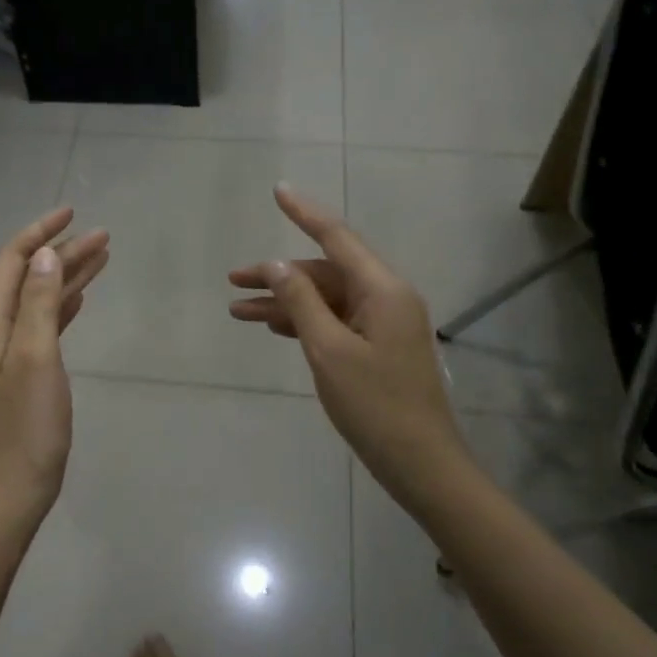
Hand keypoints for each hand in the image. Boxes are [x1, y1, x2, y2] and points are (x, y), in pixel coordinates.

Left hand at [0, 208, 108, 528]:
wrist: (12, 488)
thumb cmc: (26, 423)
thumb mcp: (36, 355)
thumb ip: (38, 301)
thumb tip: (44, 253)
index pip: (11, 260)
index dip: (40, 232)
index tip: (73, 212)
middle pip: (27, 275)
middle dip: (62, 252)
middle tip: (104, 237)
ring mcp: (5, 351)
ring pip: (38, 298)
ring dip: (67, 276)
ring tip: (103, 256)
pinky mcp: (20, 370)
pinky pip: (43, 323)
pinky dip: (63, 305)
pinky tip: (82, 296)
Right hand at [229, 186, 466, 512]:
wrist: (422, 465)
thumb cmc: (376, 406)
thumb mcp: (329, 351)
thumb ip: (301, 302)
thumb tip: (277, 264)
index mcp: (383, 290)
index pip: (337, 238)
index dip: (304, 213)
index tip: (278, 191)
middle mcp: (387, 298)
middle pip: (326, 272)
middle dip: (279, 275)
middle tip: (233, 281)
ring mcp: (384, 324)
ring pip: (326, 299)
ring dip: (286, 302)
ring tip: (239, 311)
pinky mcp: (378, 348)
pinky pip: (336, 322)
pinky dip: (305, 322)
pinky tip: (275, 328)